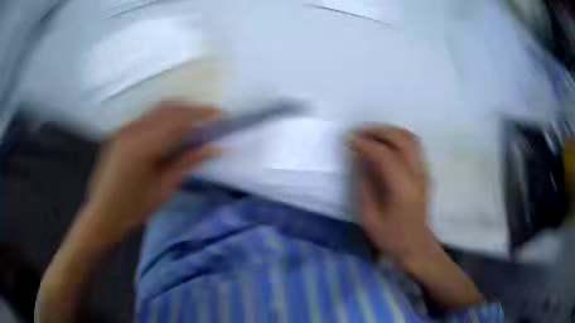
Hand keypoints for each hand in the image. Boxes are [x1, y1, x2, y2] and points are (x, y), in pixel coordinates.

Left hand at [84, 101, 221, 240]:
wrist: (102, 214)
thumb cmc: (133, 208)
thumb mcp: (163, 189)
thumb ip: (187, 163)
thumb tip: (214, 149)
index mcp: (142, 146)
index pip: (177, 121)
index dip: (201, 115)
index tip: (220, 115)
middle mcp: (132, 130)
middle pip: (168, 109)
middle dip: (192, 109)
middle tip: (211, 115)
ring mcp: (124, 129)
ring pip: (156, 110)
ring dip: (179, 110)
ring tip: (196, 119)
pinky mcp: (120, 133)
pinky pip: (146, 117)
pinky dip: (164, 117)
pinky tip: (173, 126)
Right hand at [350, 126, 436, 264]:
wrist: (416, 245)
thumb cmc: (392, 237)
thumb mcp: (369, 218)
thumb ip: (364, 186)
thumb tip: (359, 160)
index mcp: (403, 189)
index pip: (385, 155)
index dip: (365, 144)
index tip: (348, 139)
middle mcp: (417, 175)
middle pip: (401, 139)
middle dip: (378, 131)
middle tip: (359, 133)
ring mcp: (424, 172)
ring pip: (410, 138)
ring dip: (390, 131)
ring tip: (371, 134)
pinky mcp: (425, 172)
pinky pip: (414, 145)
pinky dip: (399, 137)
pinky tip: (386, 143)